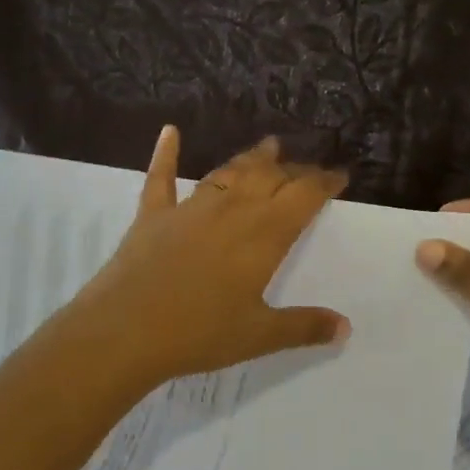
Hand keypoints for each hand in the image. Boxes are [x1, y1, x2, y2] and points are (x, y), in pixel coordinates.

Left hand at [67, 127, 350, 386]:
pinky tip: (170, 133)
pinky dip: (166, 154)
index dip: (323, 182)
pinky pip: (161, 178)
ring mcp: (189, 209)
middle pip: (269, 178)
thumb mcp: (259, 336)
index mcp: (263, 236)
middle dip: (293, 169)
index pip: (303, 197)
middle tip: (306, 168)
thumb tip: (345, 327)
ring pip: (227, 173)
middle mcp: (231, 211)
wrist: (125, 332)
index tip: (339, 175)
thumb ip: (303, 327)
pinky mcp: (152, 216)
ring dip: (251, 159)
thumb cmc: (199, 334)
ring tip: (268, 145)